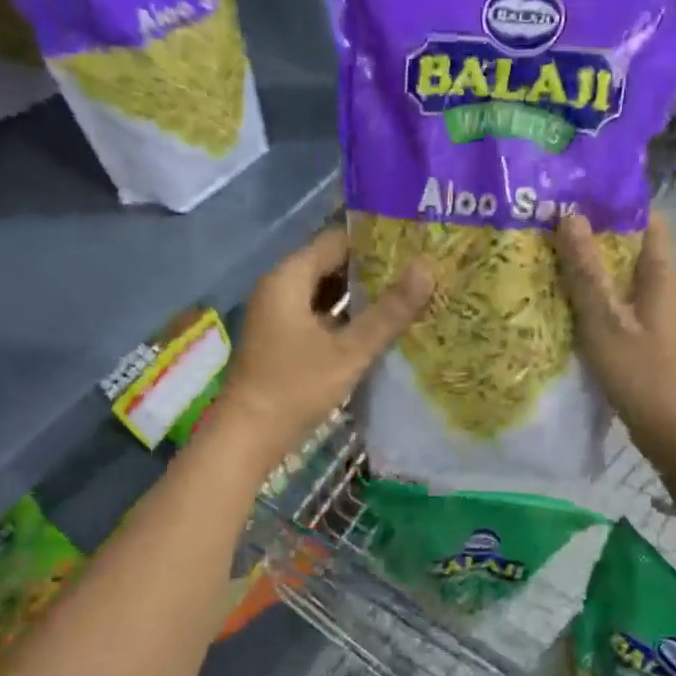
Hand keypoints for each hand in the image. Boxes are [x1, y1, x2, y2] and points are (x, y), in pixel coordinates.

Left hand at [218, 225, 431, 467]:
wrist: (247, 437)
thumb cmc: (295, 387)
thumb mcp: (349, 350)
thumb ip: (389, 311)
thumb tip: (428, 268)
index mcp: (289, 277)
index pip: (336, 239)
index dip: (375, 238)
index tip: (413, 240)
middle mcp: (281, 287)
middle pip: (332, 263)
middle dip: (373, 268)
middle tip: (418, 267)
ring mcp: (280, 314)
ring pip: (327, 291)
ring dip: (363, 294)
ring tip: (408, 292)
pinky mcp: (284, 338)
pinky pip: (321, 314)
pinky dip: (348, 316)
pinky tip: (380, 325)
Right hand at [557, 212, 675, 472]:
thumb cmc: (641, 373)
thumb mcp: (603, 321)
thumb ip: (585, 270)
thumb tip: (570, 216)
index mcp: (666, 274)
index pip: (648, 221)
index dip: (615, 208)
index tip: (576, 204)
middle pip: (638, 251)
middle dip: (600, 243)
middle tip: (555, 242)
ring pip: (636, 283)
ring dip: (604, 277)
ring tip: (561, 276)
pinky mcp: (669, 341)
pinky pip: (638, 308)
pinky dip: (613, 305)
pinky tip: (584, 318)